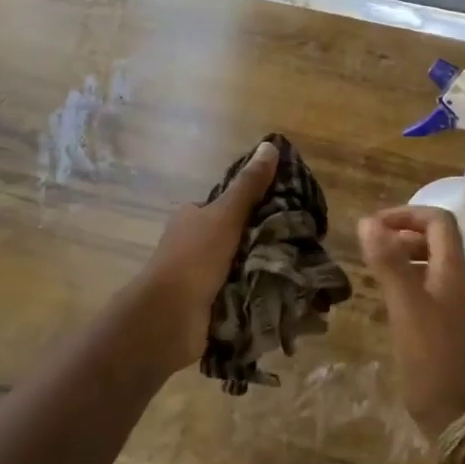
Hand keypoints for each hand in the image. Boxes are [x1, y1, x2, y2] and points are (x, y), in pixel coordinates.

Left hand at [122, 140, 280, 371]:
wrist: (168, 318)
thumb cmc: (195, 257)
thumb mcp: (226, 214)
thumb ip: (249, 185)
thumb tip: (270, 145)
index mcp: (191, 218)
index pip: (225, 206)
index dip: (252, 207)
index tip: (284, 211)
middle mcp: (191, 245)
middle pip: (234, 237)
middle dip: (260, 241)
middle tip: (296, 243)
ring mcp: (197, 278)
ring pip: (238, 267)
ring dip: (260, 270)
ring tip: (296, 269)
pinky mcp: (206, 306)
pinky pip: (237, 294)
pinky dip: (255, 295)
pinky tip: (281, 294)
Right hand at [358, 205, 464, 438]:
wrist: (463, 418)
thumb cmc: (433, 359)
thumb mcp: (406, 307)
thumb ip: (389, 263)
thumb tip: (367, 221)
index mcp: (454, 271)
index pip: (439, 221)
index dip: (407, 214)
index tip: (375, 225)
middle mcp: (460, 283)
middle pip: (437, 241)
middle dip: (404, 234)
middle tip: (371, 246)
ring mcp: (459, 307)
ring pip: (432, 266)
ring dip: (405, 258)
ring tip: (375, 270)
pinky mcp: (452, 329)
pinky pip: (430, 290)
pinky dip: (409, 283)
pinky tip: (390, 303)